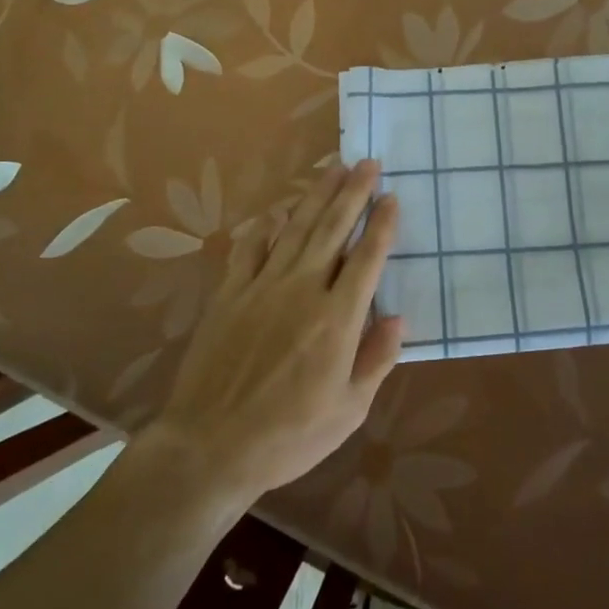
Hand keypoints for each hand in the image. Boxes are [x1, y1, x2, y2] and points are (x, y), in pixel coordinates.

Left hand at [150, 160, 404, 503]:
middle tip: (367, 162)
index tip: (392, 197)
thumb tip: (398, 317)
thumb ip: (377, 359)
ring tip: (333, 168)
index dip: (382, 225)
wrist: (211, 446)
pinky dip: (264, 226)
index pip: (367, 258)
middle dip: (353, 192)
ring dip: (316, 196)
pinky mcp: (230, 295)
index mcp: (337, 319)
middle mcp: (302, 290)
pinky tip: (276, 210)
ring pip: (295, 229)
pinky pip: (250, 249)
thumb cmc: (289, 436)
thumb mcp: (349, 411)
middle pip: (332, 229)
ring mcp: (262, 288)